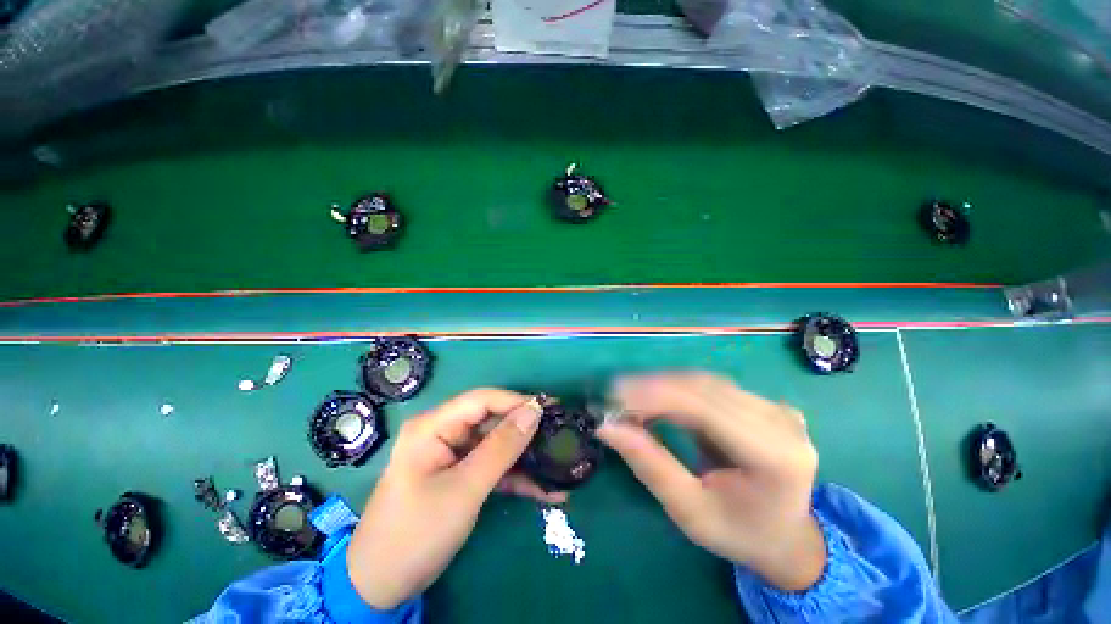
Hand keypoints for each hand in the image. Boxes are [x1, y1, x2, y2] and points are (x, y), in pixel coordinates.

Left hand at [347, 389, 564, 608]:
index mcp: (434, 426)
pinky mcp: (460, 476)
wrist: (382, 587)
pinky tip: (544, 490)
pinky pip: (491, 467)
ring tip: (558, 464)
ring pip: (495, 446)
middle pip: (492, 421)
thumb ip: (501, 448)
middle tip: (560, 435)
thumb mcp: (464, 489)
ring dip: (525, 459)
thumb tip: (534, 411)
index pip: (482, 400)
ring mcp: (452, 456)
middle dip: (525, 432)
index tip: (549, 409)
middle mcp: (443, 433)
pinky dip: (515, 478)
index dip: (516, 401)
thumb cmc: (417, 532)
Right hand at [597, 372, 825, 591]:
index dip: (656, 396)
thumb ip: (650, 465)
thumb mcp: (689, 512)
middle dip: (653, 388)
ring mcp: (776, 408)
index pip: (706, 408)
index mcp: (775, 457)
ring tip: (628, 397)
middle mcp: (781, 422)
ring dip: (662, 385)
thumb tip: (607, 427)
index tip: (614, 396)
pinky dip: (677, 389)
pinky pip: (711, 386)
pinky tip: (654, 397)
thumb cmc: (737, 533)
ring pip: (705, 382)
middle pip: (704, 389)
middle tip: (614, 396)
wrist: (785, 537)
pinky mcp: (763, 403)